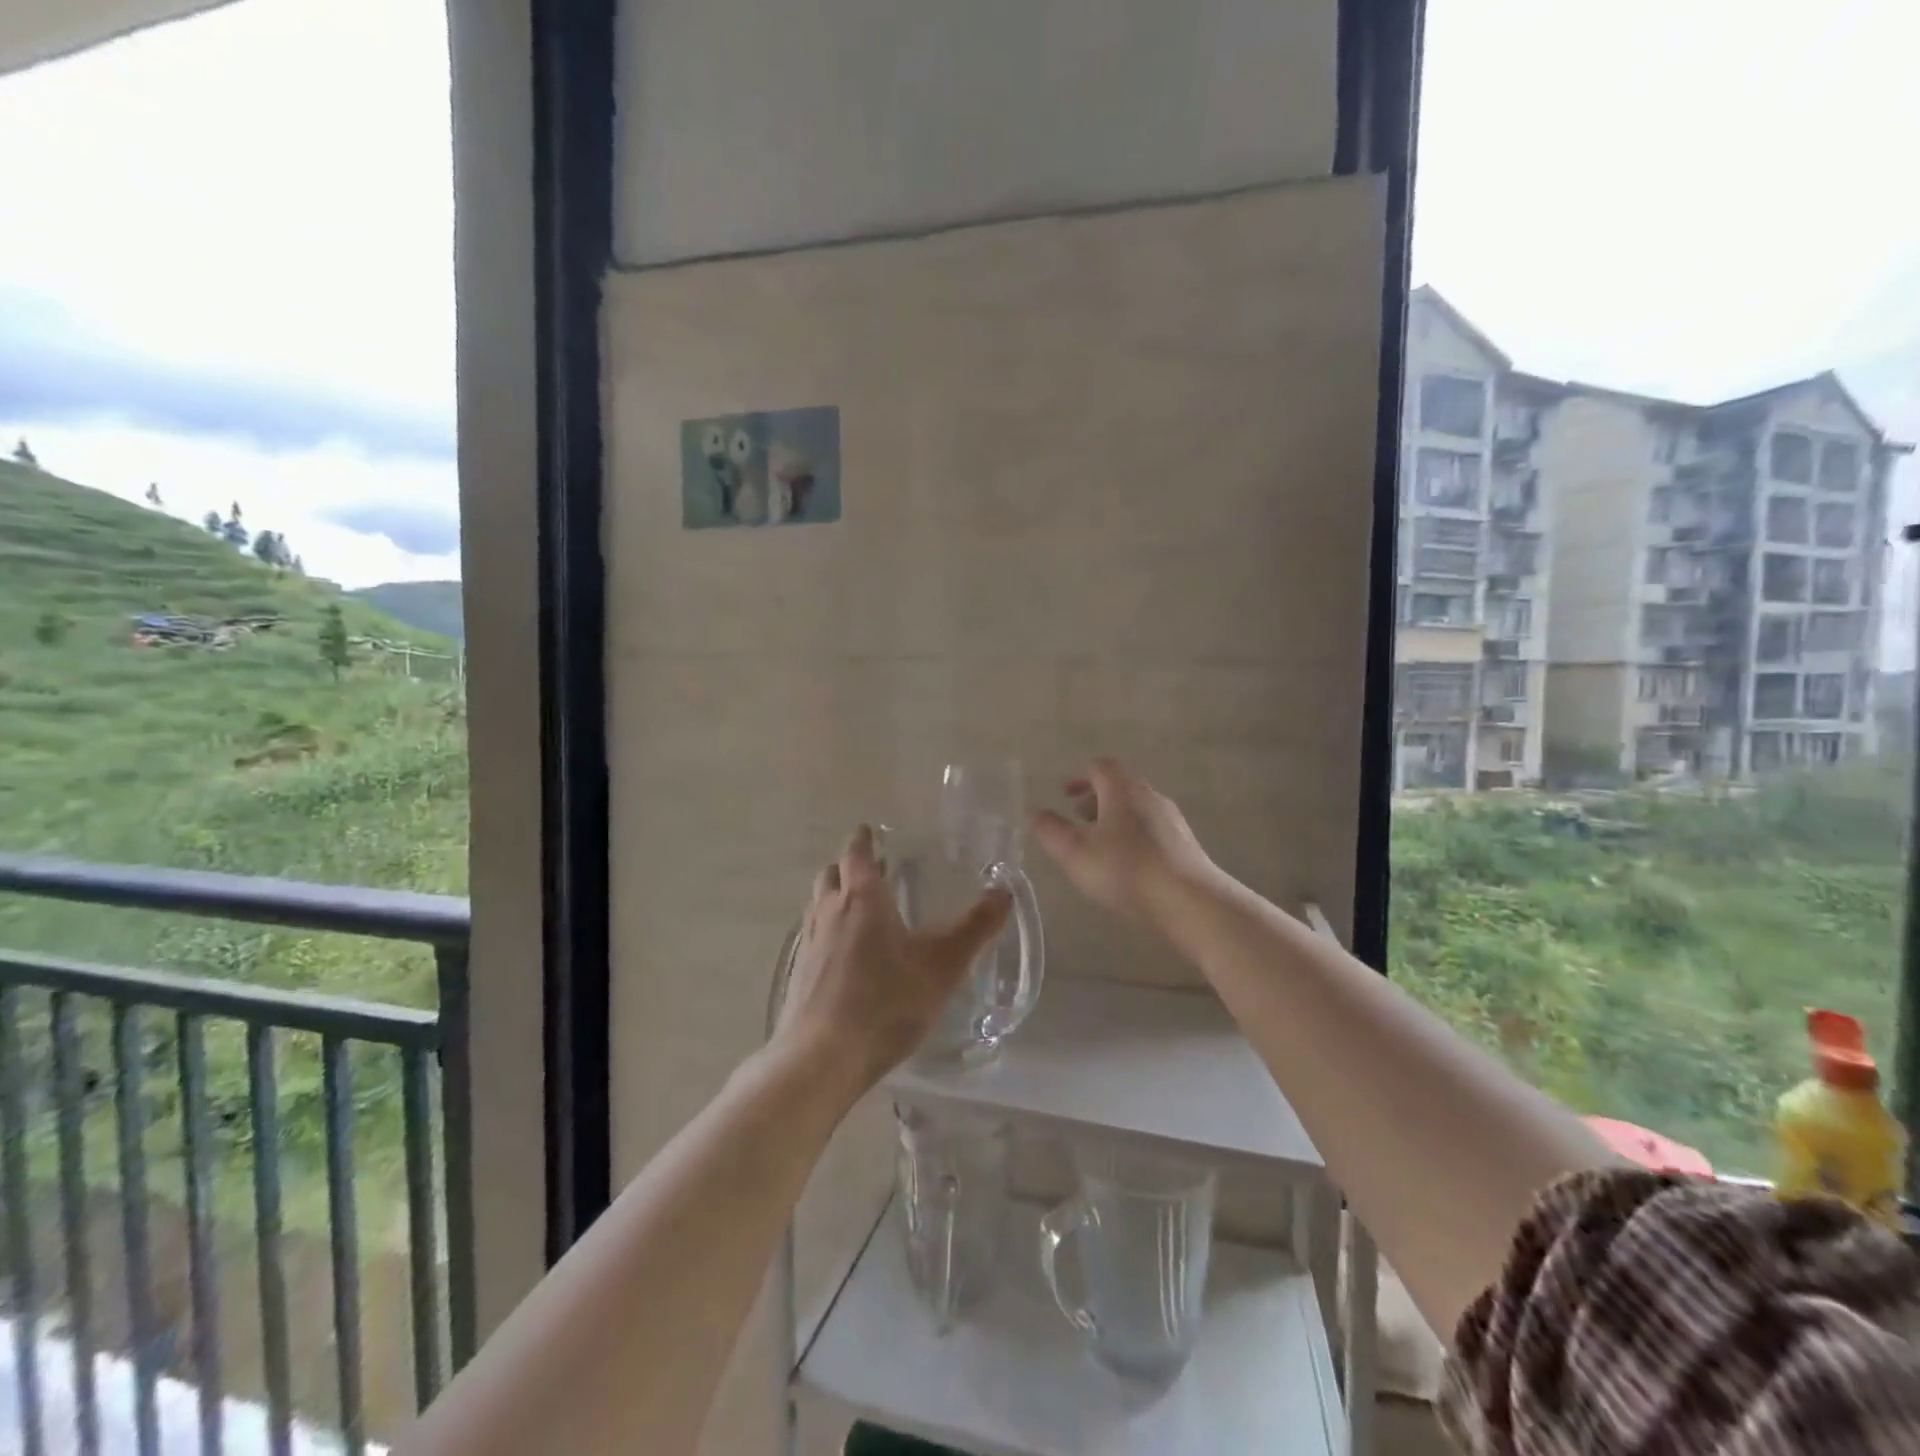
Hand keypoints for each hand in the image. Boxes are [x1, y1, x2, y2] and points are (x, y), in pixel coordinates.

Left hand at [774, 825, 1010, 1087]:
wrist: (822, 1057)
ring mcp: (809, 942)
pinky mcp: (799, 973)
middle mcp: (829, 911)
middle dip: (849, 866)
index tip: (871, 832)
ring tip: (860, 909)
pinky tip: (845, 955)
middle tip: (873, 871)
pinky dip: (828, 929)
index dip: (864, 840)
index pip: (856, 852)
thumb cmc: (886, 1002)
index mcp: (861, 898)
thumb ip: (975, 928)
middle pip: (832, 874)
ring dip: (835, 896)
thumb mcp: (942, 966)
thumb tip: (1003, 891)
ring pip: (818, 903)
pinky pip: (813, 935)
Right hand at [1031, 758, 1214, 930]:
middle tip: (1077, 816)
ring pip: (1137, 809)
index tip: (1065, 793)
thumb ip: (1050, 830)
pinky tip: (1127, 864)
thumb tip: (1031, 811)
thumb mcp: (1075, 852)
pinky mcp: (1185, 844)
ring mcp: (1172, 820)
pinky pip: (1152, 829)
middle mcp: (1150, 797)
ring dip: (1115, 818)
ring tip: (1099, 843)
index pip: (1101, 767)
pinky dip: (1134, 835)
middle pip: (1121, 787)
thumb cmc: (1126, 870)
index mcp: (1123, 790)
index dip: (1080, 776)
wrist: (1191, 901)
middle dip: (1096, 798)